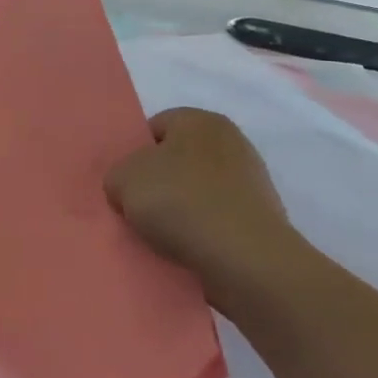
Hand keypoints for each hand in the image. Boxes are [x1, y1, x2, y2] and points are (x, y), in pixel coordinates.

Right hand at [105, 108, 303, 311]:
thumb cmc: (180, 202)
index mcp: (200, 120)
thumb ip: (118, 175)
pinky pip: (215, 218)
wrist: (244, 258)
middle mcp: (230, 141)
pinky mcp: (260, 217)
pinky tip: (185, 248)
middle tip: (136, 208)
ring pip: (196, 191)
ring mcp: (250, 180)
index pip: (155, 127)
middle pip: (177, 159)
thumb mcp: (122, 179)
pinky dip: (199, 231)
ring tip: (159, 235)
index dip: (133, 153)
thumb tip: (128, 188)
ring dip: (177, 210)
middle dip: (156, 182)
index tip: (124, 183)